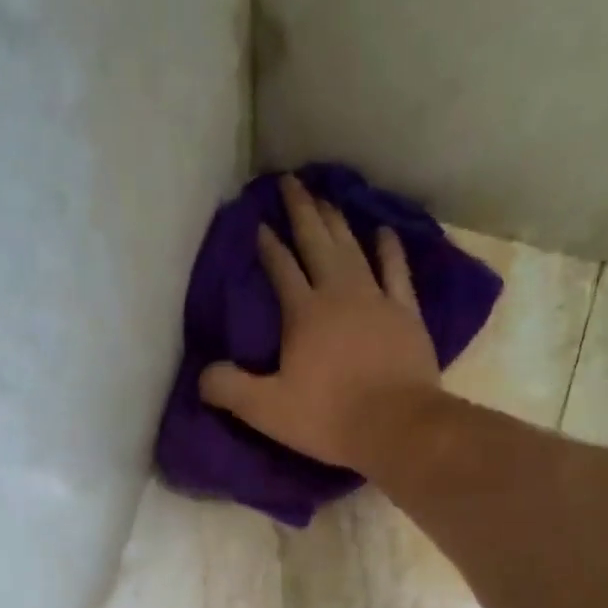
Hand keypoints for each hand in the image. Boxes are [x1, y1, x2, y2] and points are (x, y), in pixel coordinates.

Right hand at [199, 172, 440, 470]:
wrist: (396, 425)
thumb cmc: (328, 417)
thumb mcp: (266, 410)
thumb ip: (229, 390)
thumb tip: (201, 376)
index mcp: (303, 313)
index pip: (281, 268)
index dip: (268, 245)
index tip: (259, 223)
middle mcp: (338, 293)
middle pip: (317, 242)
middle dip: (301, 212)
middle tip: (291, 182)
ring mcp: (376, 299)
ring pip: (353, 248)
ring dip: (337, 221)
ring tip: (326, 197)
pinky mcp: (406, 313)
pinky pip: (396, 271)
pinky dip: (388, 249)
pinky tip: (383, 231)